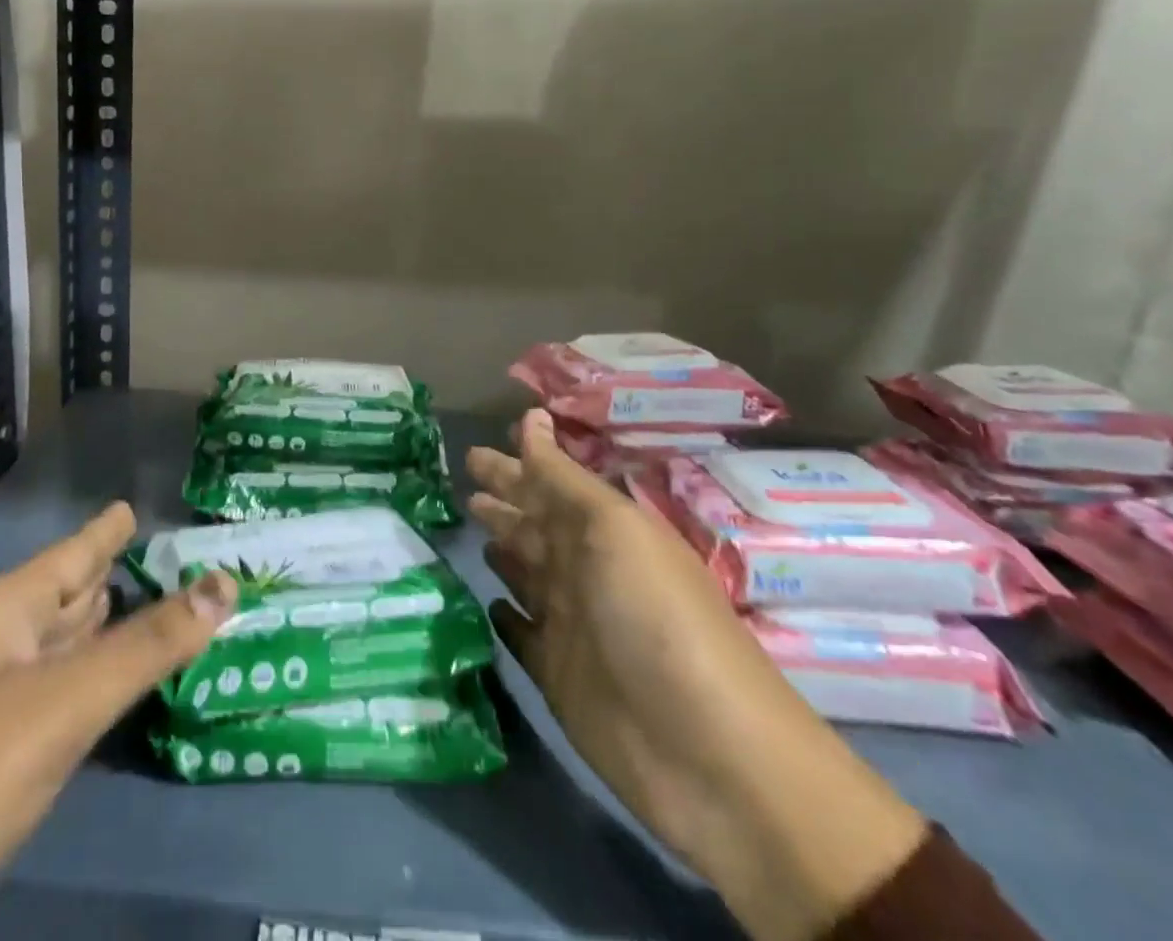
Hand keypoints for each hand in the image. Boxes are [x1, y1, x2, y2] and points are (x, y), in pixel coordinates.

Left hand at [0, 503, 236, 940]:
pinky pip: (56, 698)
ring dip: (107, 627)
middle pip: (69, 594)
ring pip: (62, 646)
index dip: (111, 528)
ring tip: (153, 603)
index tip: (142, 505)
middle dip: (119, 575)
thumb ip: (146, 647)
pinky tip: (111, 685)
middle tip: (178, 559)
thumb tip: (227, 581)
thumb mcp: (59, 707)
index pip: (77, 551)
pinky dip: (93, 682)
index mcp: (7, 611)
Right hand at [470, 412, 925, 940]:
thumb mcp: (611, 529)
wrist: (707, 754)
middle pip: (534, 523)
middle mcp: (585, 570)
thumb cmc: (656, 617)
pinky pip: (521, 632)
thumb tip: (530, 418)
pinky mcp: (557, 674)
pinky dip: (504, 616)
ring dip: (501, 547)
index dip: (518, 462)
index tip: (481, 443)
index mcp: (603, 531)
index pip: (548, 483)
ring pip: (525, 571)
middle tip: (464, 478)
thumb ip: (561, 479)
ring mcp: (571, 623)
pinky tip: (486, 603)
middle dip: (503, 498)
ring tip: (470, 523)